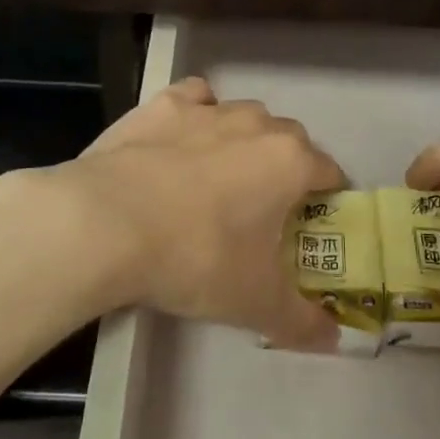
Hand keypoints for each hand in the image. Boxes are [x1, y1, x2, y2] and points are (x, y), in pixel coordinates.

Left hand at [34, 78, 343, 348]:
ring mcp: (208, 109)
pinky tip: (182, 140)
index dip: (328, 199)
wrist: (106, 223)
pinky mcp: (162, 104)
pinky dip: (198, 114)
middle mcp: (256, 124)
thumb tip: (333, 340)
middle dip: (286, 169)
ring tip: (217, 178)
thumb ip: (302, 321)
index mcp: (290, 163)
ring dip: (244, 141)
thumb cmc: (195, 259)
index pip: (330, 172)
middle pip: (290, 140)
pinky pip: (196, 98)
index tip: (312, 225)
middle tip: (263, 210)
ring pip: (244, 116)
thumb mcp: (255, 303)